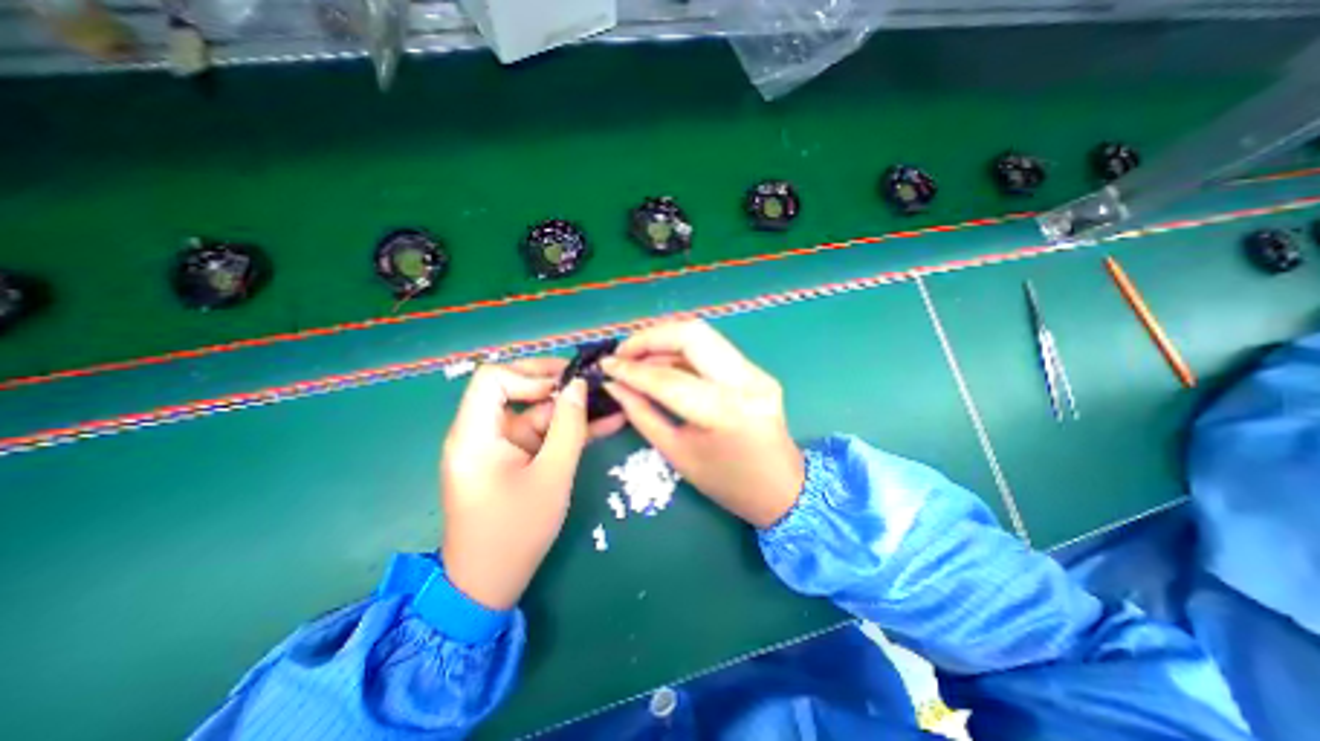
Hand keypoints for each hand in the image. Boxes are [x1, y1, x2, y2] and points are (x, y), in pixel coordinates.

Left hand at [444, 357, 624, 607]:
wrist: (489, 584)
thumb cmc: (516, 532)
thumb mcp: (552, 475)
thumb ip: (568, 426)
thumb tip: (579, 385)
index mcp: (475, 434)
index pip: (492, 378)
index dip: (529, 375)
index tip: (564, 388)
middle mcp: (481, 433)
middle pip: (515, 389)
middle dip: (556, 385)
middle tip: (591, 384)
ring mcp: (498, 446)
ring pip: (535, 412)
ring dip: (571, 410)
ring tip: (609, 402)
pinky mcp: (512, 458)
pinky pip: (540, 434)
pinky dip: (567, 430)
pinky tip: (603, 423)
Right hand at [601, 317, 803, 525]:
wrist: (782, 488)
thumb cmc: (726, 483)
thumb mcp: (677, 454)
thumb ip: (642, 414)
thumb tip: (615, 385)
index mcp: (723, 413)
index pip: (667, 379)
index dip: (631, 370)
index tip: (605, 365)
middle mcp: (744, 382)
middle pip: (692, 334)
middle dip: (650, 337)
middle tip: (624, 353)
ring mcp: (756, 372)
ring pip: (703, 336)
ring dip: (665, 340)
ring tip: (638, 357)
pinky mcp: (757, 371)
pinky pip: (713, 350)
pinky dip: (683, 351)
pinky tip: (664, 363)